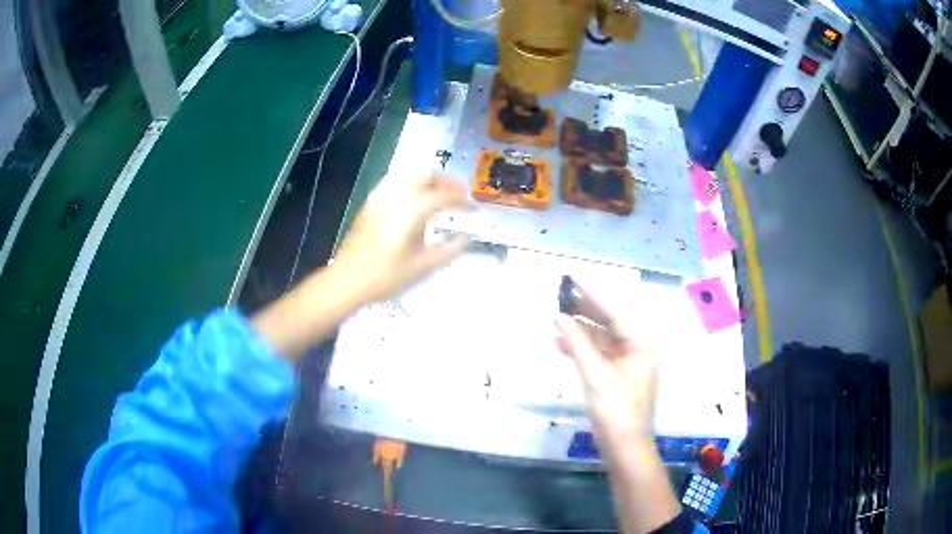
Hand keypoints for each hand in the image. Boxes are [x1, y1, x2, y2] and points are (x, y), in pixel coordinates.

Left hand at [253, 173, 469, 359]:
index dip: (462, 200)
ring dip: (428, 180)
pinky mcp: (371, 203)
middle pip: (426, 173)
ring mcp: (380, 196)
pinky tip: (414, 202)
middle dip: (445, 181)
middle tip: (458, 196)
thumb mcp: (421, 267)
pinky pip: (395, 182)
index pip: (444, 195)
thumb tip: (466, 239)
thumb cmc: (385, 276)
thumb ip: (448, 251)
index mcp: (412, 209)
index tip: (473, 210)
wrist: (346, 280)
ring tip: (439, 196)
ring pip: (409, 174)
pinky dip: (411, 184)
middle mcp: (397, 195)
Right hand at [555, 283, 658, 443]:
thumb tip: (558, 316)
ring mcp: (626, 360)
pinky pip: (597, 352)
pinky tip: (558, 341)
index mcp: (641, 343)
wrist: (624, 447)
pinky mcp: (615, 373)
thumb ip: (578, 345)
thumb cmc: (616, 412)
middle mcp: (637, 346)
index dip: (592, 293)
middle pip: (608, 320)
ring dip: (578, 328)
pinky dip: (579, 347)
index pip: (615, 311)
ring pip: (600, 336)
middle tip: (560, 293)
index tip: (572, 276)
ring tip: (554, 316)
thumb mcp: (596, 377)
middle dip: (584, 308)